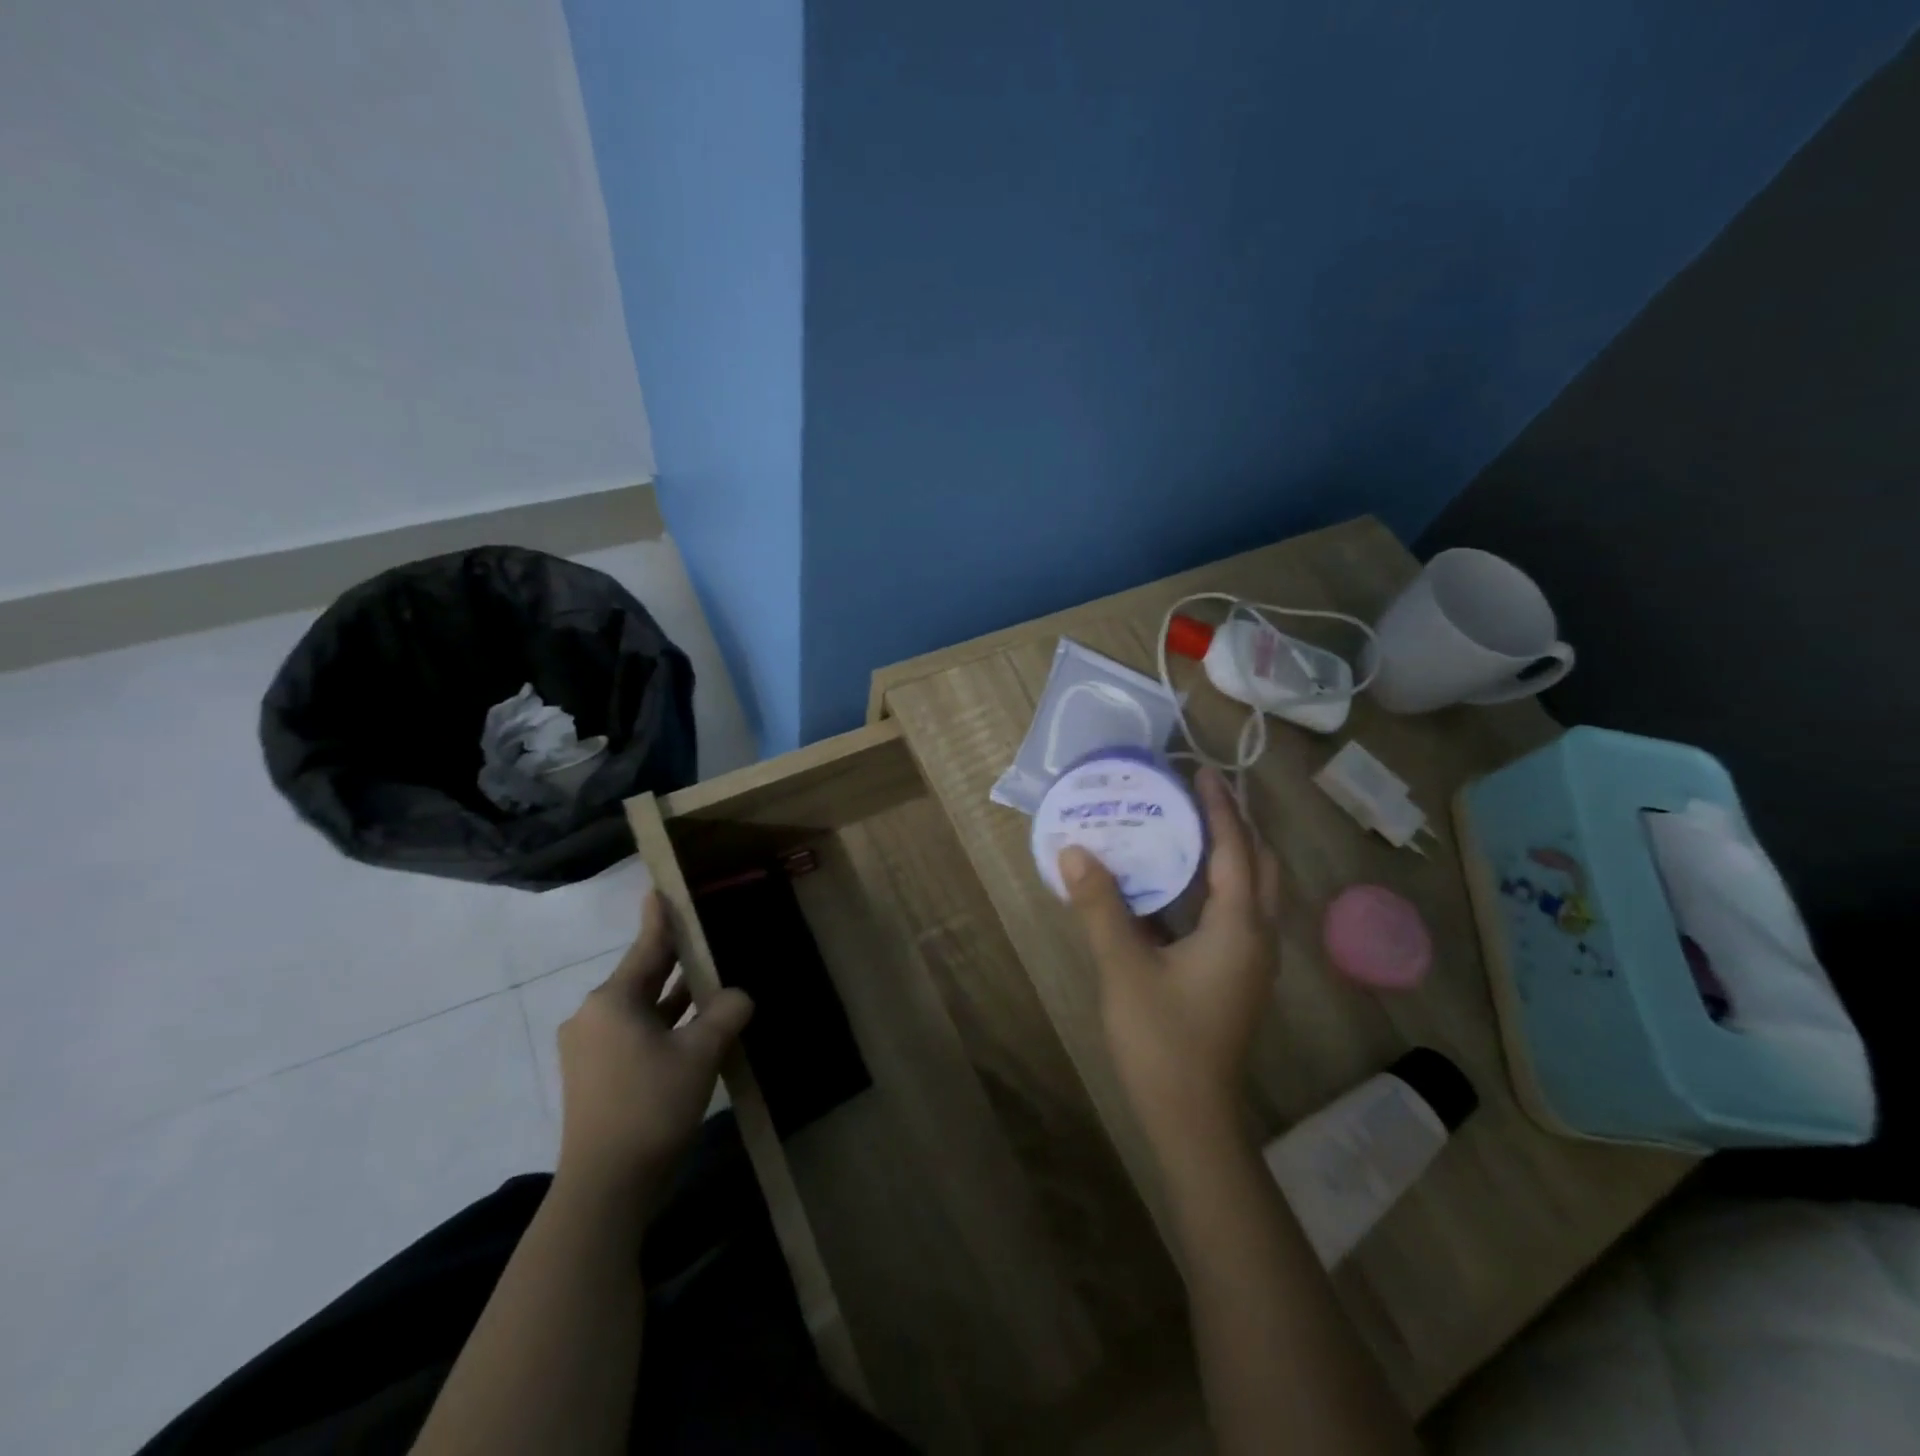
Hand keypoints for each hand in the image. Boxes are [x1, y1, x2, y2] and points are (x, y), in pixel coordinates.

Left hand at [555, 890, 752, 1208]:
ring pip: (641, 1007)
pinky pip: (635, 1032)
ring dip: (673, 995)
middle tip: (703, 931)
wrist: (605, 1188)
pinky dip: (663, 1023)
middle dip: (675, 957)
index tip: (662, 887)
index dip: (660, 917)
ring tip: (709, 975)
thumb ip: (725, 1013)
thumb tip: (738, 995)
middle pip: (642, 975)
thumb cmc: (651, 1106)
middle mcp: (594, 1016)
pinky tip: (693, 1025)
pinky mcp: (596, 1075)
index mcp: (612, 1000)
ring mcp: (591, 1048)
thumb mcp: (700, 1053)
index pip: (646, 946)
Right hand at [1060, 767, 1282, 1147]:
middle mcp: (1257, 938)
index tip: (1202, 770)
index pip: (1235, 850)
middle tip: (1200, 796)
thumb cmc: (1162, 1040)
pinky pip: (1237, 913)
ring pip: (1254, 892)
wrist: (1193, 1119)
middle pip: (1261, 866)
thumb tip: (1073, 851)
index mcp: (1238, 928)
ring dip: (1232, 854)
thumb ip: (1100, 907)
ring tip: (1191, 828)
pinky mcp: (1237, 978)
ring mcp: (1251, 962)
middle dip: (1237, 826)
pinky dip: (1218, 885)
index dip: (1221, 807)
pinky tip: (1179, 886)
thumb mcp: (1124, 969)